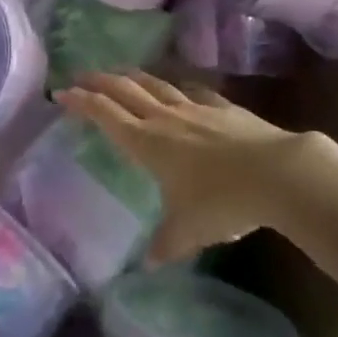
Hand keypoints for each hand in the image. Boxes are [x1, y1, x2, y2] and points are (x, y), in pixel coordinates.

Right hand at [55, 71, 313, 261]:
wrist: (276, 173)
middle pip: (124, 89)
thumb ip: (165, 244)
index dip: (81, 101)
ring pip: (156, 84)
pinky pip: (193, 92)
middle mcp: (164, 118)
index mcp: (146, 143)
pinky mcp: (223, 108)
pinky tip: (181, 89)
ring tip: (121, 73)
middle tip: (81, 74)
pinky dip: (178, 88)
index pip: (105, 114)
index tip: (61, 91)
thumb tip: (149, 263)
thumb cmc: (222, 202)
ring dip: (134, 76)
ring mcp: (195, 109)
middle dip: (99, 80)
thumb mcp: (188, 231)